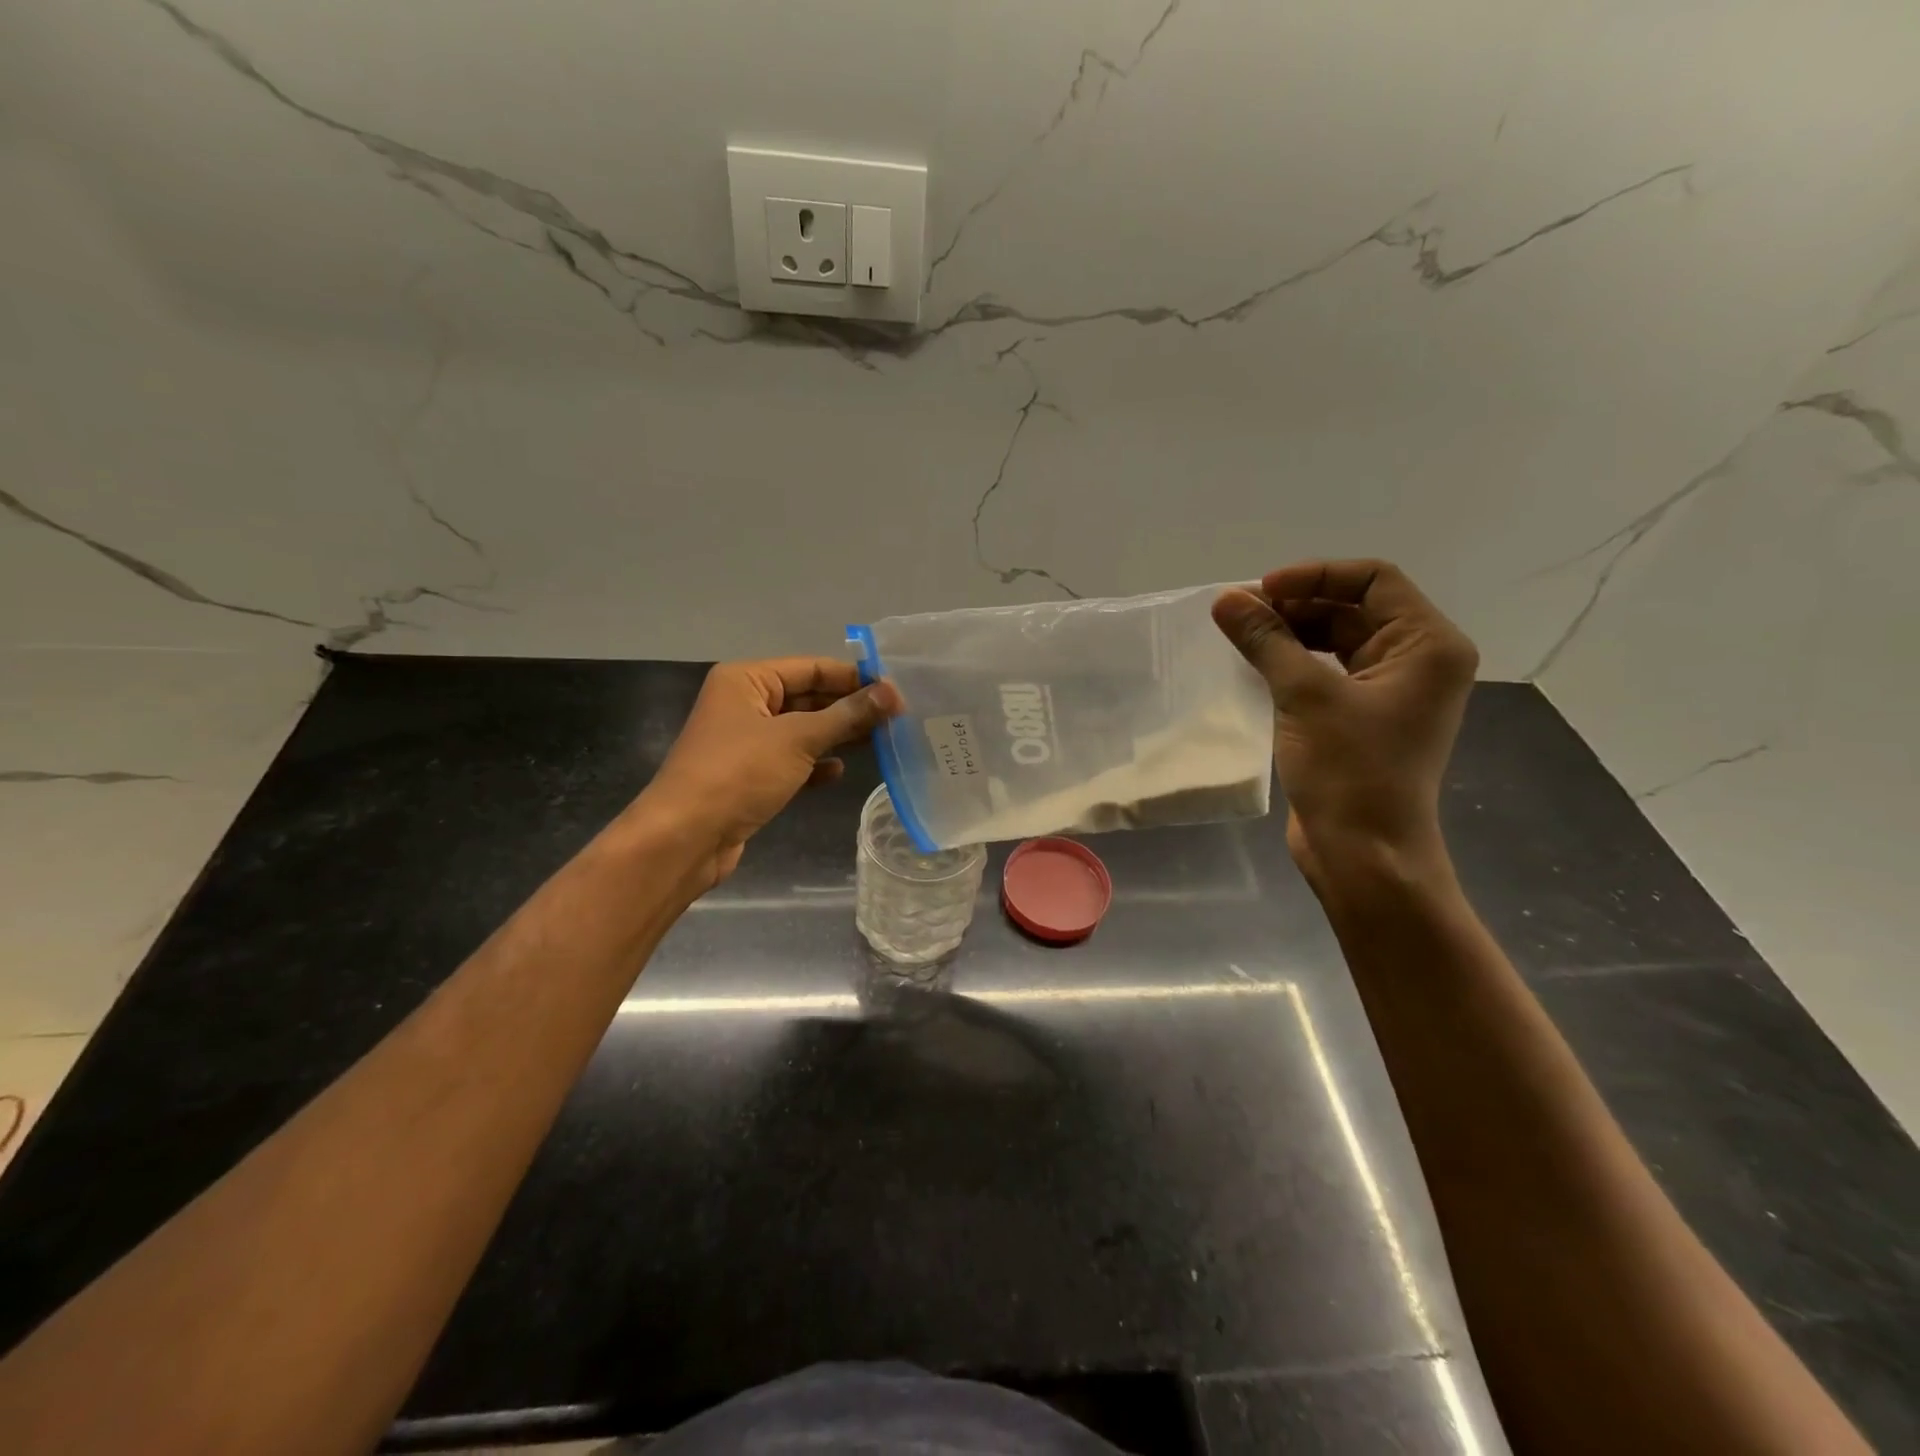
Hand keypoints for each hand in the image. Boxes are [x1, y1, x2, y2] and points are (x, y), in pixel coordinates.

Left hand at [637, 658, 900, 889]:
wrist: (685, 838)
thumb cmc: (739, 773)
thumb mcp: (798, 739)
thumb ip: (847, 715)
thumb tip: (893, 693)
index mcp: (746, 679)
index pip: (812, 667)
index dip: (854, 678)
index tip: (896, 691)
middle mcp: (744, 703)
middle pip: (807, 697)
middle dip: (848, 708)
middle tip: (896, 719)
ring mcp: (745, 741)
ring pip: (801, 730)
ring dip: (836, 736)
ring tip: (880, 741)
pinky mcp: (748, 776)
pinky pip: (790, 760)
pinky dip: (814, 764)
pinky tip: (839, 771)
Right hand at [1212, 560, 1477, 889]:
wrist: (1364, 853)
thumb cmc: (1349, 770)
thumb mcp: (1304, 695)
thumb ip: (1266, 639)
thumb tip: (1225, 598)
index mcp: (1427, 645)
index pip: (1374, 579)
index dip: (1314, 575)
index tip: (1260, 591)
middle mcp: (1417, 660)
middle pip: (1354, 608)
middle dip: (1296, 604)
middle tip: (1238, 614)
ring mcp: (1391, 691)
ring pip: (1337, 640)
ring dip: (1290, 632)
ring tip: (1240, 636)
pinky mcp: (1363, 718)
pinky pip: (1328, 671)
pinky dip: (1294, 662)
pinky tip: (1256, 665)